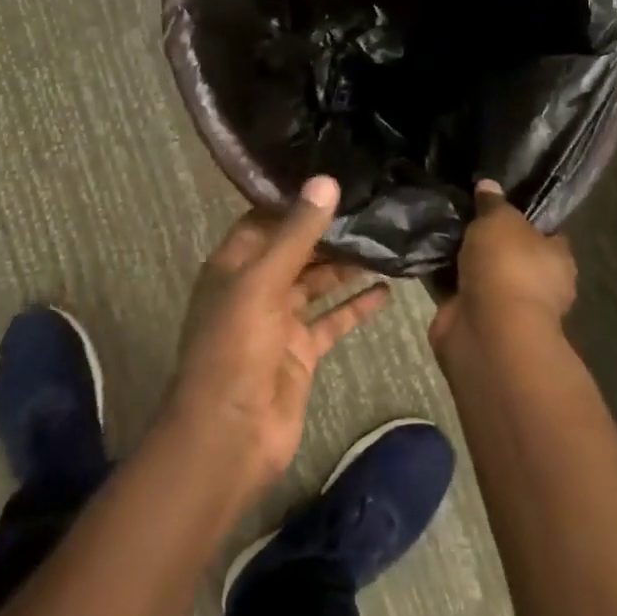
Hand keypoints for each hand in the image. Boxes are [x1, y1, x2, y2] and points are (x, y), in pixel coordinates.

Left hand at [168, 176, 391, 496]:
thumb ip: (297, 233)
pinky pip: (333, 320)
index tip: (335, 178)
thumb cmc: (236, 347)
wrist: (229, 437)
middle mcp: (256, 287)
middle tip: (372, 205)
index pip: (266, 220)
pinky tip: (387, 290)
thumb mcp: (264, 280)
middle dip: (328, 231)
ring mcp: (280, 321)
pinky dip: (356, 306)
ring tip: (384, 239)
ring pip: (317, 283)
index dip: (296, 201)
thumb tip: (326, 180)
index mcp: (235, 265)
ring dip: (346, 265)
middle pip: (296, 249)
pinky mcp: (301, 352)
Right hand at [429, 180, 575, 357]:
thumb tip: (488, 186)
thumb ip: (494, 203)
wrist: (487, 331)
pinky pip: (454, 287)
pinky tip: (422, 250)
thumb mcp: (501, 219)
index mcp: (557, 259)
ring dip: (460, 257)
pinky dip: (440, 275)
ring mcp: (502, 304)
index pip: (546, 232)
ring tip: (435, 224)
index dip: (525, 216)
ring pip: (479, 270)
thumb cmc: (509, 267)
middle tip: (461, 209)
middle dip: (486, 237)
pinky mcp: (471, 318)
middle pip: (508, 251)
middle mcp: (535, 284)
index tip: (499, 199)